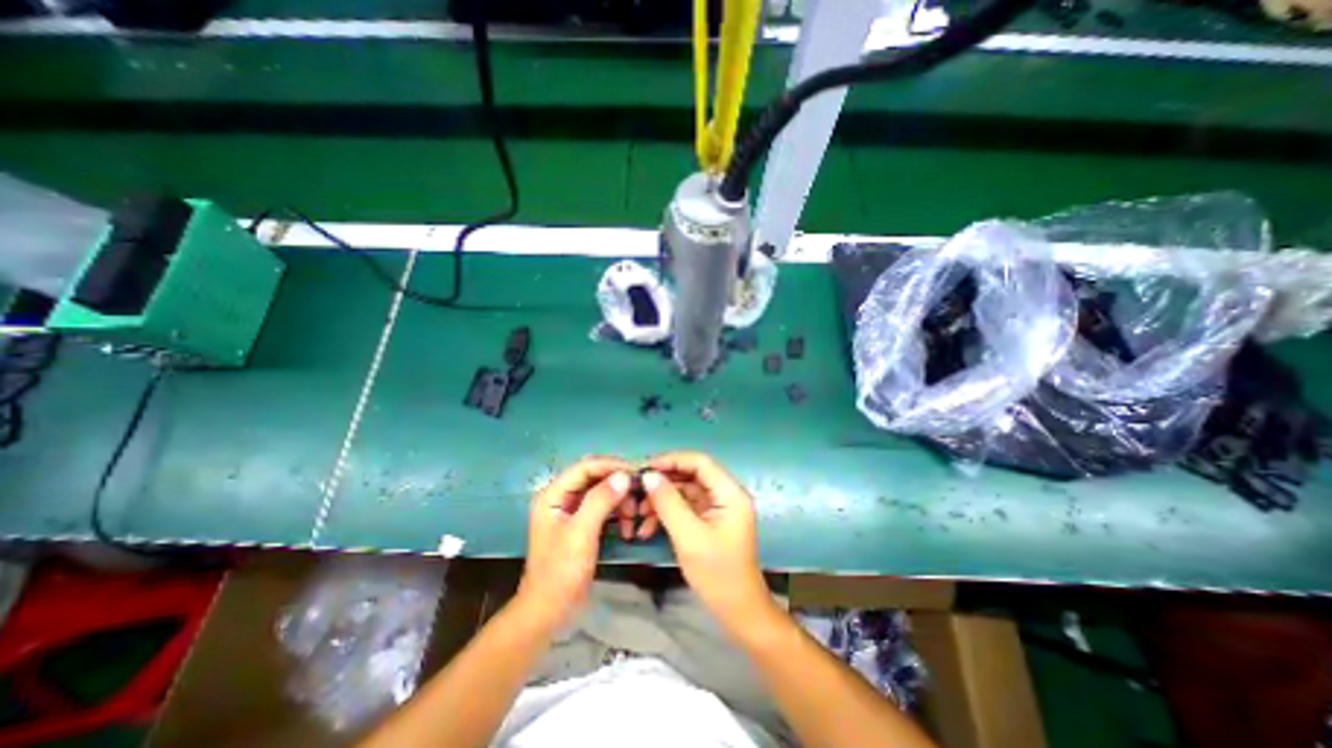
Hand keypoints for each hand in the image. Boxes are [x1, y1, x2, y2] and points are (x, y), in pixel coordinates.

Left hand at [513, 456, 632, 631]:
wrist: (549, 612)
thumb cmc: (561, 572)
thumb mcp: (581, 533)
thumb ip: (600, 501)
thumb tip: (624, 475)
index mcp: (553, 494)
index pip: (585, 466)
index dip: (611, 466)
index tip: (637, 473)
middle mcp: (562, 496)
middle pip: (595, 477)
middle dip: (618, 485)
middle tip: (639, 497)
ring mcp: (571, 510)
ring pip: (602, 492)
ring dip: (620, 501)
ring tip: (634, 518)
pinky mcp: (582, 523)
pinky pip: (604, 507)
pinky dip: (617, 513)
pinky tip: (627, 528)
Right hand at [639, 454, 776, 626]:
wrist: (737, 612)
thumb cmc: (717, 573)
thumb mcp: (689, 536)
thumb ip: (668, 503)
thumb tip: (648, 476)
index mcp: (730, 493)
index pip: (700, 462)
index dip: (672, 460)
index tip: (645, 468)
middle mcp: (725, 494)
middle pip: (691, 475)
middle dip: (663, 483)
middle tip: (637, 491)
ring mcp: (717, 508)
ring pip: (684, 492)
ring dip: (661, 500)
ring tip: (638, 515)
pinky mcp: (708, 521)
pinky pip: (684, 508)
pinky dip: (666, 514)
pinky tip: (648, 528)